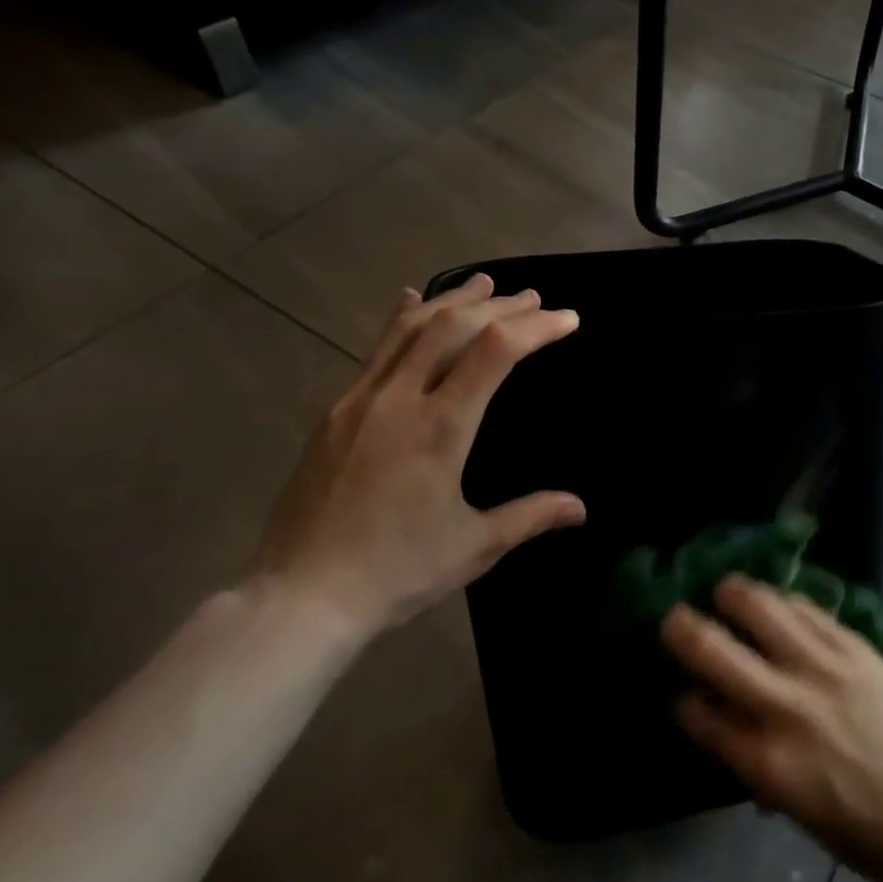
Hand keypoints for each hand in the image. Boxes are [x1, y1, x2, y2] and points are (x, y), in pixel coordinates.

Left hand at [254, 274, 583, 639]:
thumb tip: (582, 508)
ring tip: (484, 284)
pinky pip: (375, 349)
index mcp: (441, 429)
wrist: (300, 597)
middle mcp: (400, 400)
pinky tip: (411, 300)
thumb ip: (530, 516)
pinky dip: (402, 318)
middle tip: (533, 298)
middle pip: (454, 325)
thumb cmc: (396, 571)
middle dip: (500, 305)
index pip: (495, 352)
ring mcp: (361, 400)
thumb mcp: (474, 547)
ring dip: (453, 299)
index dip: (536, 327)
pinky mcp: (336, 411)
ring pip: (410, 327)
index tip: (567, 319)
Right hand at [661, 575, 882, 881]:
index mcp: (768, 763)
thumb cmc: (866, 833)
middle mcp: (786, 707)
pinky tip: (775, 599)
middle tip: (672, 618)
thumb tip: (726, 728)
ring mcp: (822, 669)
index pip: (701, 716)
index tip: (680, 692)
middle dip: (682, 629)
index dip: (684, 700)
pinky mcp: (853, 647)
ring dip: (732, 593)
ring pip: (761, 609)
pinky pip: (807, 609)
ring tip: (723, 590)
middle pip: (715, 651)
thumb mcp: (798, 812)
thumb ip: (757, 764)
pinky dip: (783, 600)